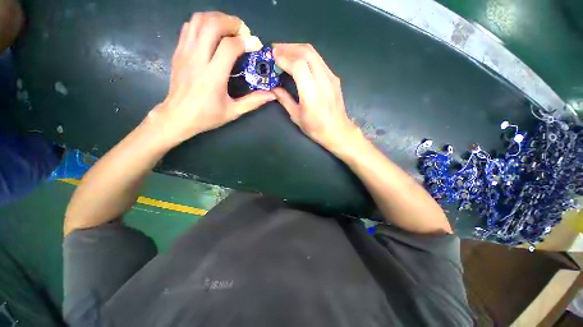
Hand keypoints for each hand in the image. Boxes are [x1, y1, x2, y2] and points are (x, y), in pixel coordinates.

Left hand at [151, 12, 274, 145]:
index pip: (230, 46)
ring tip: (229, 29)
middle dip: (231, 23)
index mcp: (213, 76)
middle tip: (243, 32)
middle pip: (212, 25)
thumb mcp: (234, 112)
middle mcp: (197, 59)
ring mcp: (185, 53)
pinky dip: (203, 23)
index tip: (256, 44)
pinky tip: (212, 34)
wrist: (178, 116)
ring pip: (198, 20)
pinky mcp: (178, 51)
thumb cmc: (207, 116)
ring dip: (216, 18)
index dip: (246, 41)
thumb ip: (253, 101)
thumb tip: (272, 95)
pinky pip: (189, 27)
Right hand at [272, 44, 359, 151]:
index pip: (298, 66)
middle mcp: (323, 81)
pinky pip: (319, 60)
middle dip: (288, 47)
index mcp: (312, 94)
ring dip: (297, 48)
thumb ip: (284, 100)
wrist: (338, 131)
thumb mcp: (297, 117)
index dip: (284, 57)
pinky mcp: (334, 77)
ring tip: (284, 51)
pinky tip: (298, 60)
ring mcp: (331, 77)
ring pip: (314, 53)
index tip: (272, 56)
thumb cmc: (316, 128)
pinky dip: (306, 55)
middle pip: (307, 52)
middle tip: (275, 49)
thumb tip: (273, 88)